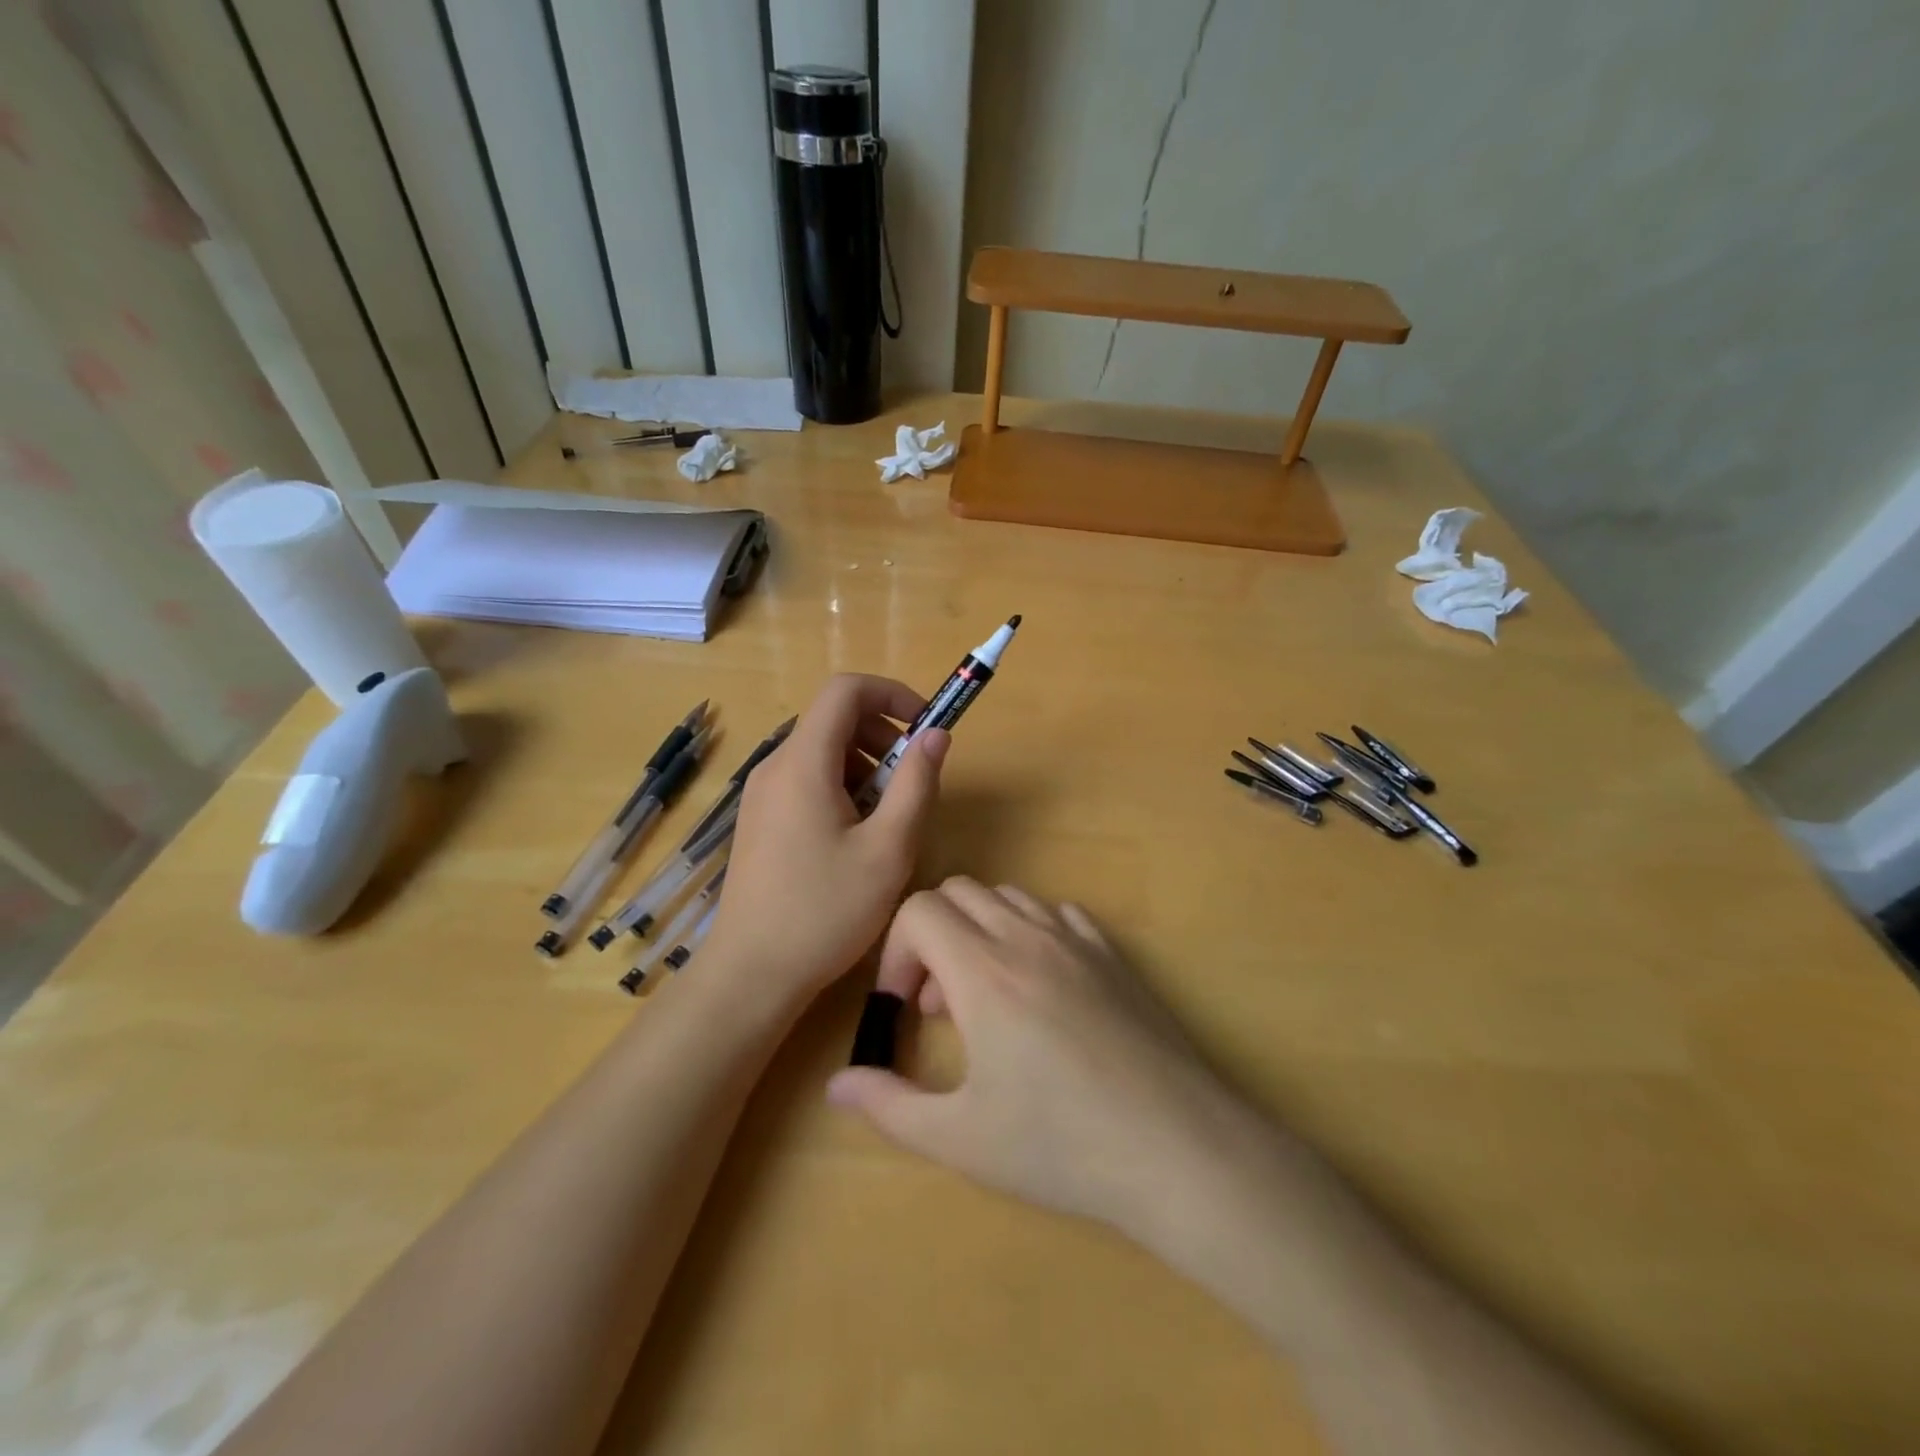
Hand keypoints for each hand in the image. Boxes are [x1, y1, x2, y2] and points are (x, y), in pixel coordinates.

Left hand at [704, 675, 948, 1006]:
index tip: (925, 726)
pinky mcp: (761, 820)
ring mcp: (763, 794)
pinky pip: (807, 780)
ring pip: (822, 752)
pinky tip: (855, 839)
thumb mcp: (889, 849)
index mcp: (804, 763)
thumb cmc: (825, 911)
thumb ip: (917, 784)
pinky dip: (841, 788)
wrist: (752, 974)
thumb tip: (935, 735)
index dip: (892, 694)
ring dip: (865, 767)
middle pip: (834, 719)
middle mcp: (776, 767)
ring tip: (887, 819)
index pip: (845, 690)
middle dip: (883, 736)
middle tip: (911, 782)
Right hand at [826, 878, 1248, 1238]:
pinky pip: (1057, 914)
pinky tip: (1042, 989)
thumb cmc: (1061, 1146)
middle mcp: (1026, 938)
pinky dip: (1031, 933)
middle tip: (940, 1006)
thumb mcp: (962, 1137)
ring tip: (988, 998)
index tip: (903, 1007)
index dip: (896, 951)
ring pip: (1008, 898)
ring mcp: (1076, 940)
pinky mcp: (1113, 954)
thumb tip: (836, 1084)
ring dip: (980, 932)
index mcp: (983, 972)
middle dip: (932, 936)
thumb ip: (889, 1104)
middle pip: (959, 892)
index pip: (919, 910)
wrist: (1177, 1149)